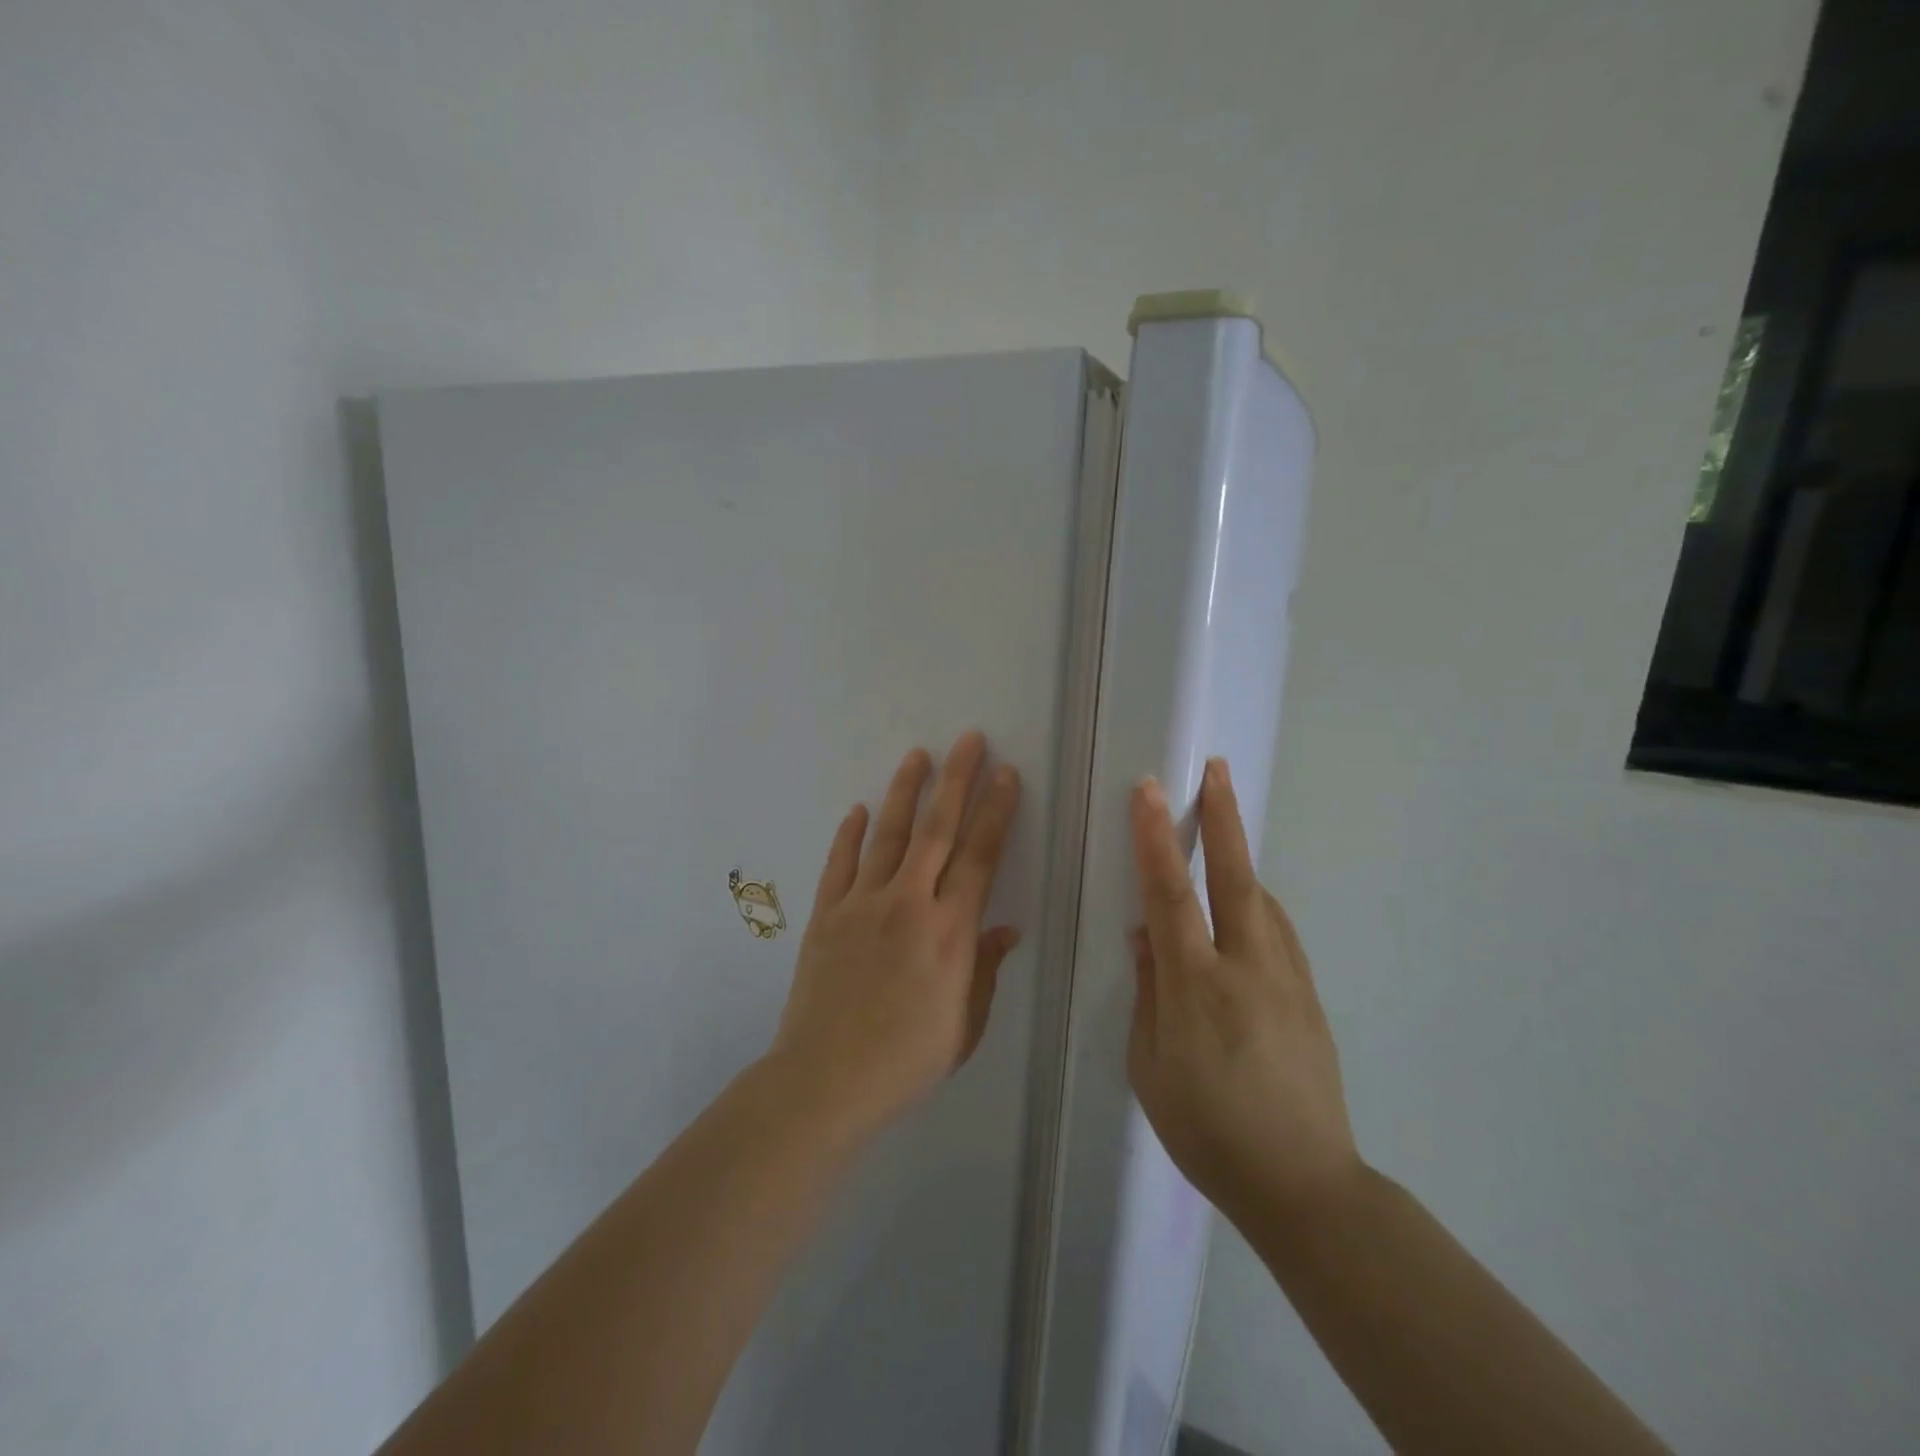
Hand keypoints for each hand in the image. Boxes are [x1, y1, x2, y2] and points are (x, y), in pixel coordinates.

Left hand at [770, 731, 1022, 1133]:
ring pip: (889, 835)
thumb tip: (1005, 928)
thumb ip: (985, 969)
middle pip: (937, 829)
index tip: (1006, 775)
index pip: (980, 856)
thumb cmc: (906, 1061)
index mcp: (949, 931)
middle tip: (968, 739)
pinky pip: (840, 864)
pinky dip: (850, 834)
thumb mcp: (964, 1025)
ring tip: (918, 755)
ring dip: (905, 791)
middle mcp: (908, 904)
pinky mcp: (826, 915)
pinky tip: (859, 809)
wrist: (826, 1080)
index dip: (996, 812)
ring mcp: (862, 904)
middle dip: (956, 779)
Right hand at [1127, 758, 1360, 1223]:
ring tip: (1223, 828)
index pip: (1171, 895)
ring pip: (1262, 899)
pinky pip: (1278, 931)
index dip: (1156, 839)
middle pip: (1235, 877)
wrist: (1304, 1185)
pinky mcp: (1309, 996)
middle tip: (1216, 769)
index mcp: (1197, 986)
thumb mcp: (1150, 1067)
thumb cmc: (1208, 1130)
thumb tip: (1148, 936)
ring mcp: (1287, 979)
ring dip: (1241, 857)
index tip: (1149, 791)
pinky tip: (1247, 904)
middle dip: (1223, 818)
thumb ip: (1148, 992)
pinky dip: (1257, 902)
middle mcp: (1247, 968)